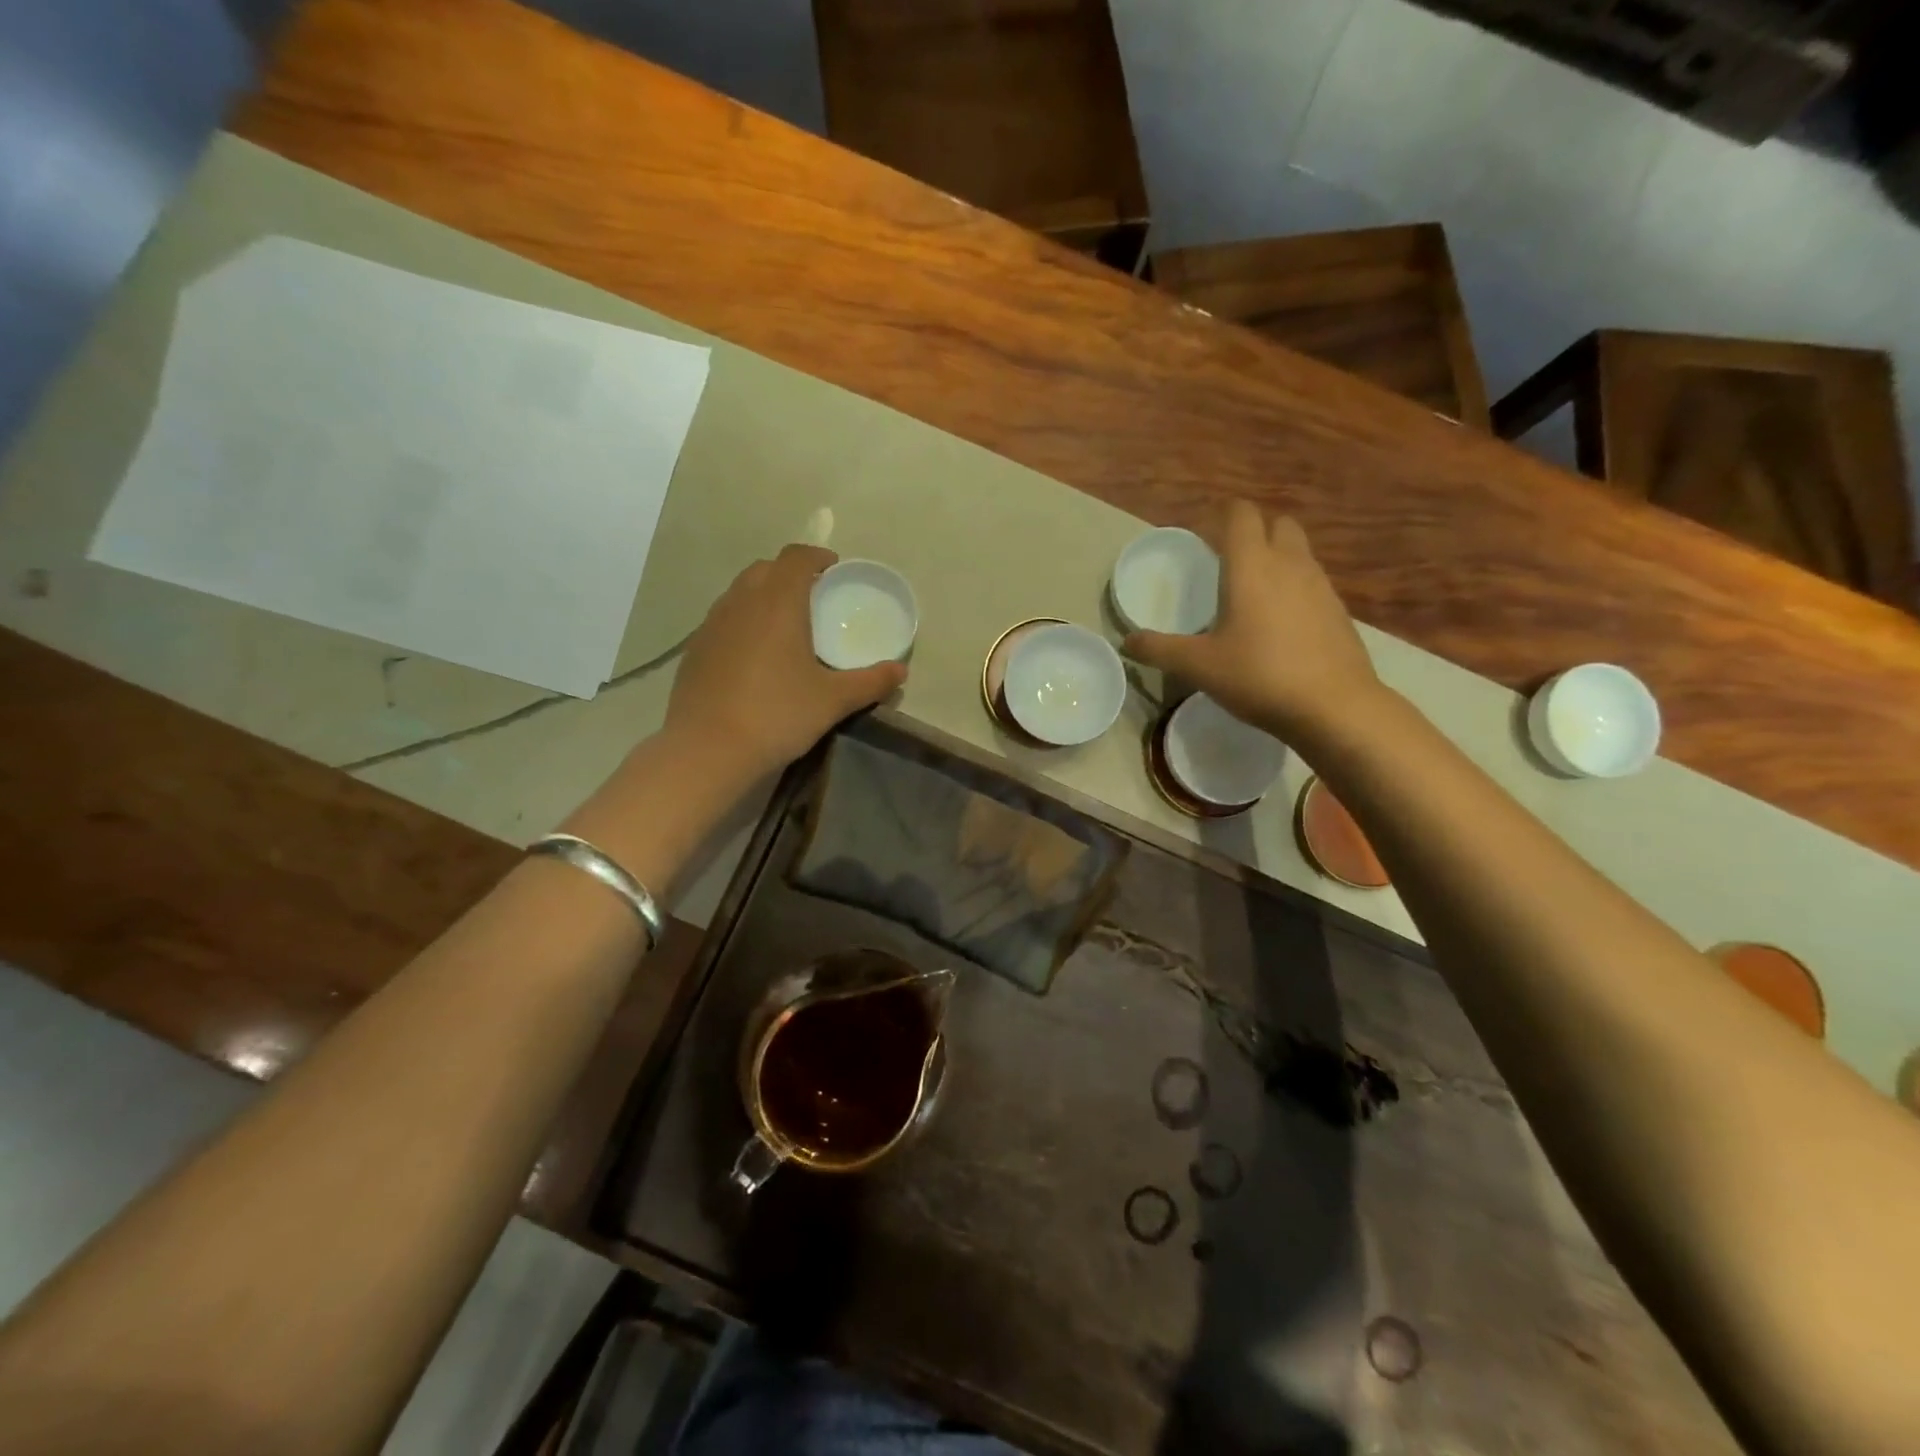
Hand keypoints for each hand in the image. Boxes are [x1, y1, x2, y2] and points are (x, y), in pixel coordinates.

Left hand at [665, 544, 905, 778]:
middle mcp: (741, 602)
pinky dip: (744, 622)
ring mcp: (712, 624)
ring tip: (786, 625)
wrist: (707, 749)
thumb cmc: (777, 715)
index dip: (817, 556)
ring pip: (740, 592)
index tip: (835, 570)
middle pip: (766, 569)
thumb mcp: (833, 701)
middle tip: (814, 598)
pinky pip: (724, 619)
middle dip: (791, 574)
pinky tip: (756, 656)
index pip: (796, 557)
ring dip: (764, 596)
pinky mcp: (695, 649)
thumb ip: (870, 682)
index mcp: (778, 602)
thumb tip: (900, 671)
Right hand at [1124, 503, 1379, 736]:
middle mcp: (1290, 564)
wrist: (1334, 706)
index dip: (1223, 515)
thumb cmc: (1259, 675)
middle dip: (1255, 532)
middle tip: (1229, 562)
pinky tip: (1280, 625)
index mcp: (1251, 566)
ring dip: (1277, 559)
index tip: (1205, 534)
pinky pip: (1312, 583)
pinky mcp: (1339, 611)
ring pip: (1299, 553)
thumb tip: (1127, 642)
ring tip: (1252, 594)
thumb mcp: (1198, 666)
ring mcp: (1320, 586)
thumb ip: (1159, 649)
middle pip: (1277, 524)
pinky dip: (1294, 589)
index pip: (1241, 514)